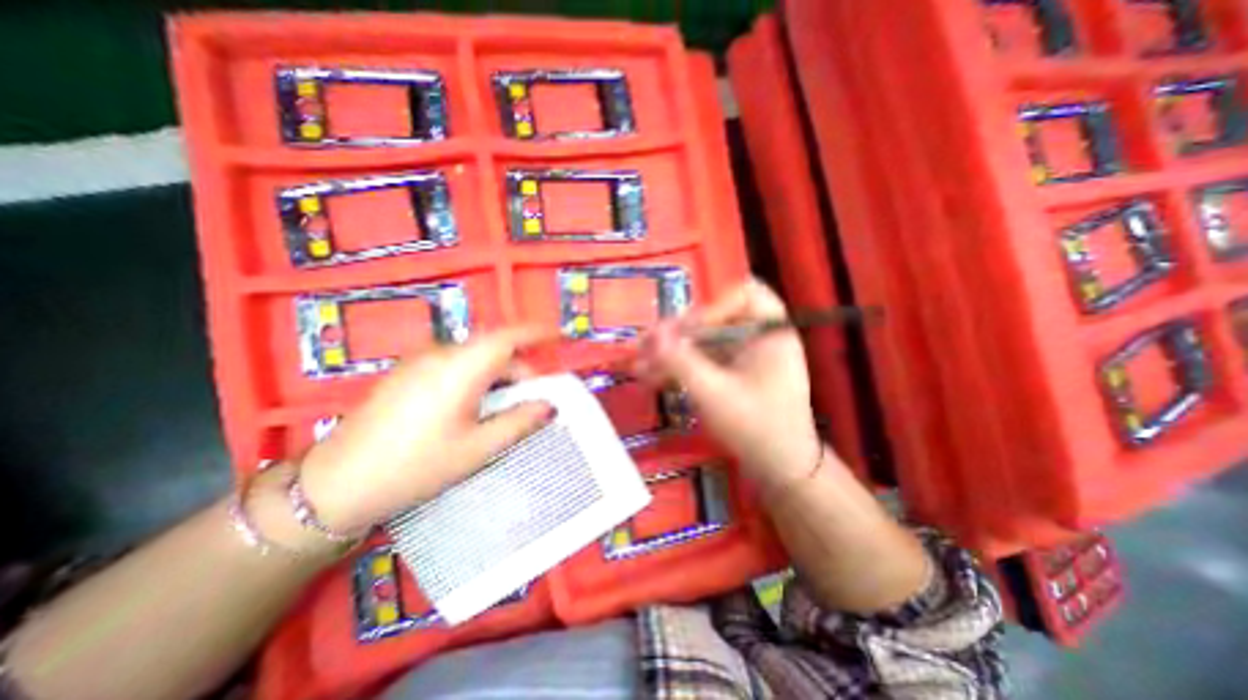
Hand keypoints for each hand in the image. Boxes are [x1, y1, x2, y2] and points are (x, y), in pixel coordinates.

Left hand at [296, 325, 551, 530]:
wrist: (336, 484)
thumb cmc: (416, 466)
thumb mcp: (477, 448)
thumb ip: (518, 421)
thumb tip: (549, 405)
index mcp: (460, 369)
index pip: (507, 337)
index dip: (536, 333)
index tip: (558, 336)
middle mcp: (440, 355)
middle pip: (492, 348)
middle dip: (519, 366)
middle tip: (533, 397)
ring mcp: (420, 362)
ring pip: (473, 356)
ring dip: (498, 373)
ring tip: (506, 405)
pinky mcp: (407, 373)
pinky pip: (454, 364)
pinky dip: (476, 376)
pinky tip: (474, 405)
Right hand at [638, 279, 824, 491]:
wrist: (780, 471)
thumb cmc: (757, 428)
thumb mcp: (714, 393)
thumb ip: (681, 362)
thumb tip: (652, 335)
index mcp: (771, 332)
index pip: (743, 295)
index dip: (710, 307)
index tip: (682, 330)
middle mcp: (759, 337)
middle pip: (714, 320)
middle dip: (677, 334)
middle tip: (644, 345)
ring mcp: (744, 357)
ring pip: (702, 343)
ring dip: (671, 353)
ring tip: (639, 366)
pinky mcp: (731, 374)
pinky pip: (703, 362)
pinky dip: (680, 369)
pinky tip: (652, 379)